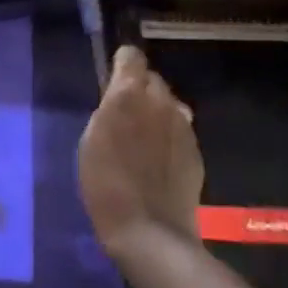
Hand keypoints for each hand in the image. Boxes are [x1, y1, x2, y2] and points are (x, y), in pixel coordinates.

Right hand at [78, 46, 203, 254]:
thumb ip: (109, 108)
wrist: (149, 230)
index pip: (131, 56)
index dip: (122, 66)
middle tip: (126, 116)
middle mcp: (160, 101)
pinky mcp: (196, 148)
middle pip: (152, 79)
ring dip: (157, 112)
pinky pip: (180, 129)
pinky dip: (169, 135)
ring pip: (169, 103)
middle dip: (140, 90)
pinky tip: (159, 161)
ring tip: (144, 140)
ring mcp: (182, 124)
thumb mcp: (92, 138)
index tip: (113, 83)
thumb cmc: (105, 183)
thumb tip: (119, 94)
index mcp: (128, 94)